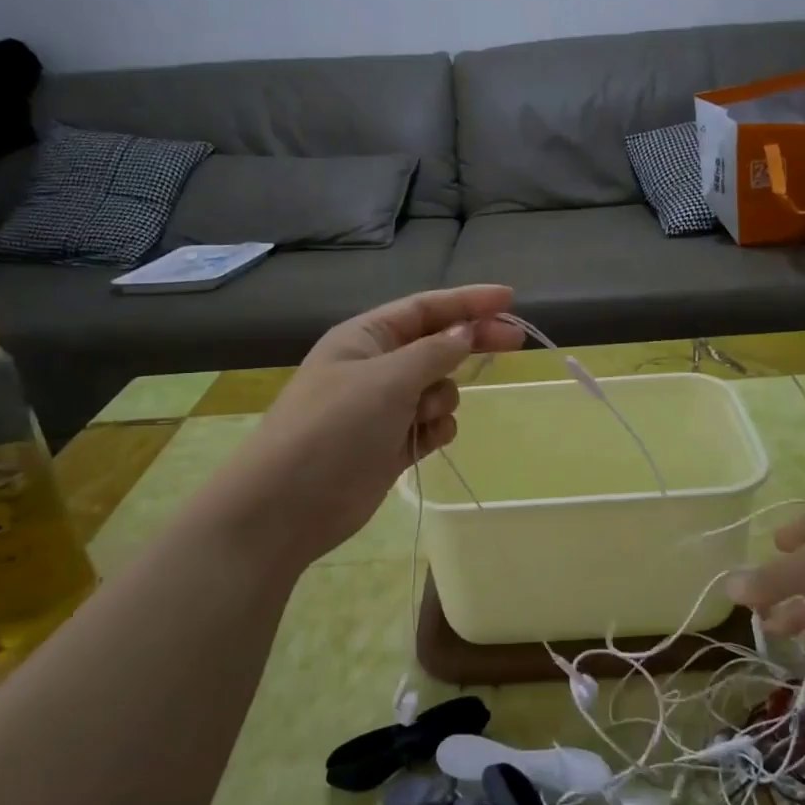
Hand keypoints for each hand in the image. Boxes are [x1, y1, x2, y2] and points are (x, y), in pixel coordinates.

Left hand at [209, 286, 525, 566]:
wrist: (288, 505)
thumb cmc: (334, 427)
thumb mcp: (387, 378)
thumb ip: (434, 352)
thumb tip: (465, 331)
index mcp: (365, 338)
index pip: (426, 309)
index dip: (468, 302)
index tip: (509, 299)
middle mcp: (376, 368)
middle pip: (438, 345)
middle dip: (471, 343)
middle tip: (516, 341)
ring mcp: (384, 408)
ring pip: (439, 390)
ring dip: (441, 399)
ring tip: (418, 418)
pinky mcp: (391, 445)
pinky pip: (432, 426)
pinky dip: (435, 431)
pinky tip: (422, 442)